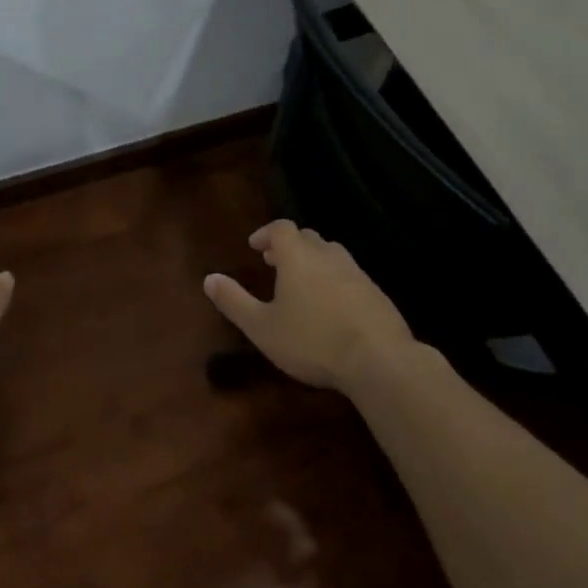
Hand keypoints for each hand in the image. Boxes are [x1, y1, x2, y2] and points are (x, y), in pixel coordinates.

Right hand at [203, 220, 412, 391]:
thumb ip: (234, 302)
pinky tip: (332, 307)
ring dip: (314, 261)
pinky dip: (335, 280)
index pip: (281, 228)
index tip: (255, 247)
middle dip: (289, 246)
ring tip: (302, 284)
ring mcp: (356, 272)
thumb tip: (209, 279)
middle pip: (307, 237)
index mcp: (298, 257)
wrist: (379, 359)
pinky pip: (350, 276)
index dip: (266, 233)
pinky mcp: (376, 293)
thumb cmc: (312, 340)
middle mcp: (328, 255)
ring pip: (331, 254)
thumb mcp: (263, 327)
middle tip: (275, 263)